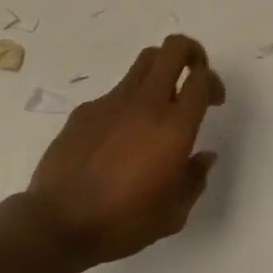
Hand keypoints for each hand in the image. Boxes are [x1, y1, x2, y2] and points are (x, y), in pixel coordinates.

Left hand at [24, 34, 225, 269]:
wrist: (58, 224)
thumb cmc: (123, 223)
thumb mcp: (173, 214)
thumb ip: (194, 179)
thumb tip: (203, 156)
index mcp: (174, 128)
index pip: (201, 79)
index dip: (214, 82)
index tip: (213, 100)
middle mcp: (145, 104)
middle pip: (173, 49)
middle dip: (191, 52)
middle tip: (193, 75)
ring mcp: (112, 102)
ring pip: (144, 62)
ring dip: (160, 70)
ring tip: (159, 101)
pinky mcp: (85, 110)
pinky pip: (116, 92)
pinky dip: (128, 103)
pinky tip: (119, 138)